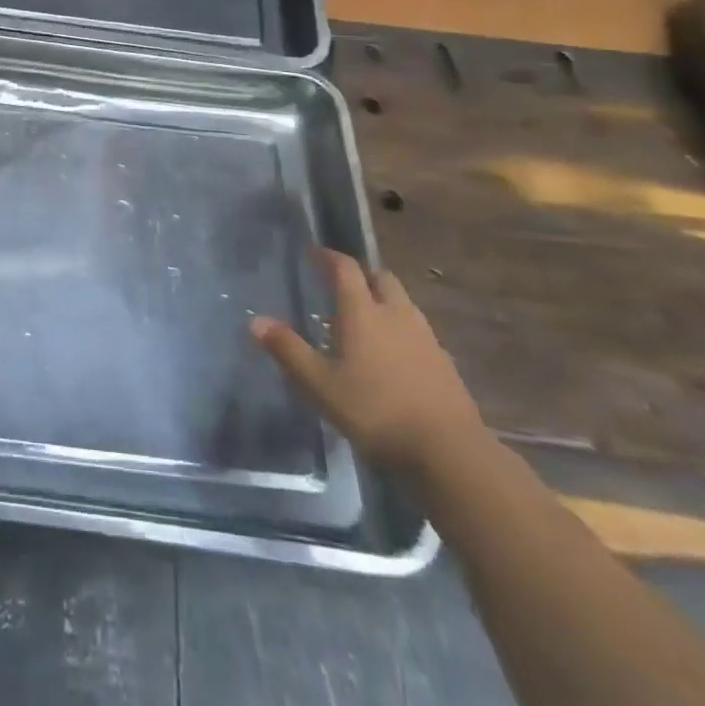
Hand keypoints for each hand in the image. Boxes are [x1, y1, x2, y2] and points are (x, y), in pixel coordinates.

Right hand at [250, 249, 483, 473]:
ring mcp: (425, 337)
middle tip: (341, 285)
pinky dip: (400, 329)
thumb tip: (255, 320)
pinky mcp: (444, 362)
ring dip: (383, 300)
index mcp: (363, 312)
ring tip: (365, 319)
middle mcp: (395, 314)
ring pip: (402, 302)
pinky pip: (417, 330)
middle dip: (361, 275)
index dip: (329, 257)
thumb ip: (288, 350)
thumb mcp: (320, 385)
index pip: (346, 268)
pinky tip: (392, 354)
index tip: (314, 254)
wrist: (449, 451)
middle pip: (381, 278)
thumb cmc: (375, 411)